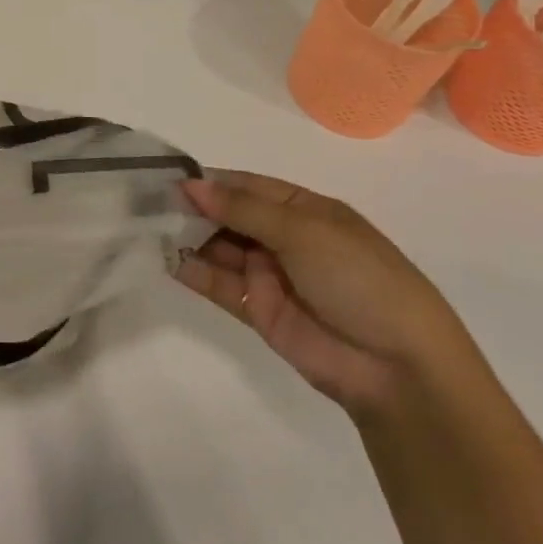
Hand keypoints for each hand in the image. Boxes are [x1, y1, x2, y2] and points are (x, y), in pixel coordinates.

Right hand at [176, 171, 478, 415]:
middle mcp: (283, 237)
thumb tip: (191, 185)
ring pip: (218, 248)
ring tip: (146, 225)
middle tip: (145, 201)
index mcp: (303, 209)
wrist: (397, 367)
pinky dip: (192, 271)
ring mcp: (269, 275)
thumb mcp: (303, 230)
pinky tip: (163, 257)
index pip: (245, 185)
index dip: (209, 181)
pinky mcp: (257, 311)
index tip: (167, 176)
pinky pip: (218, 284)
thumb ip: (242, 208)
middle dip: (192, 208)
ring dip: (187, 237)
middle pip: (227, 215)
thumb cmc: (358, 278)